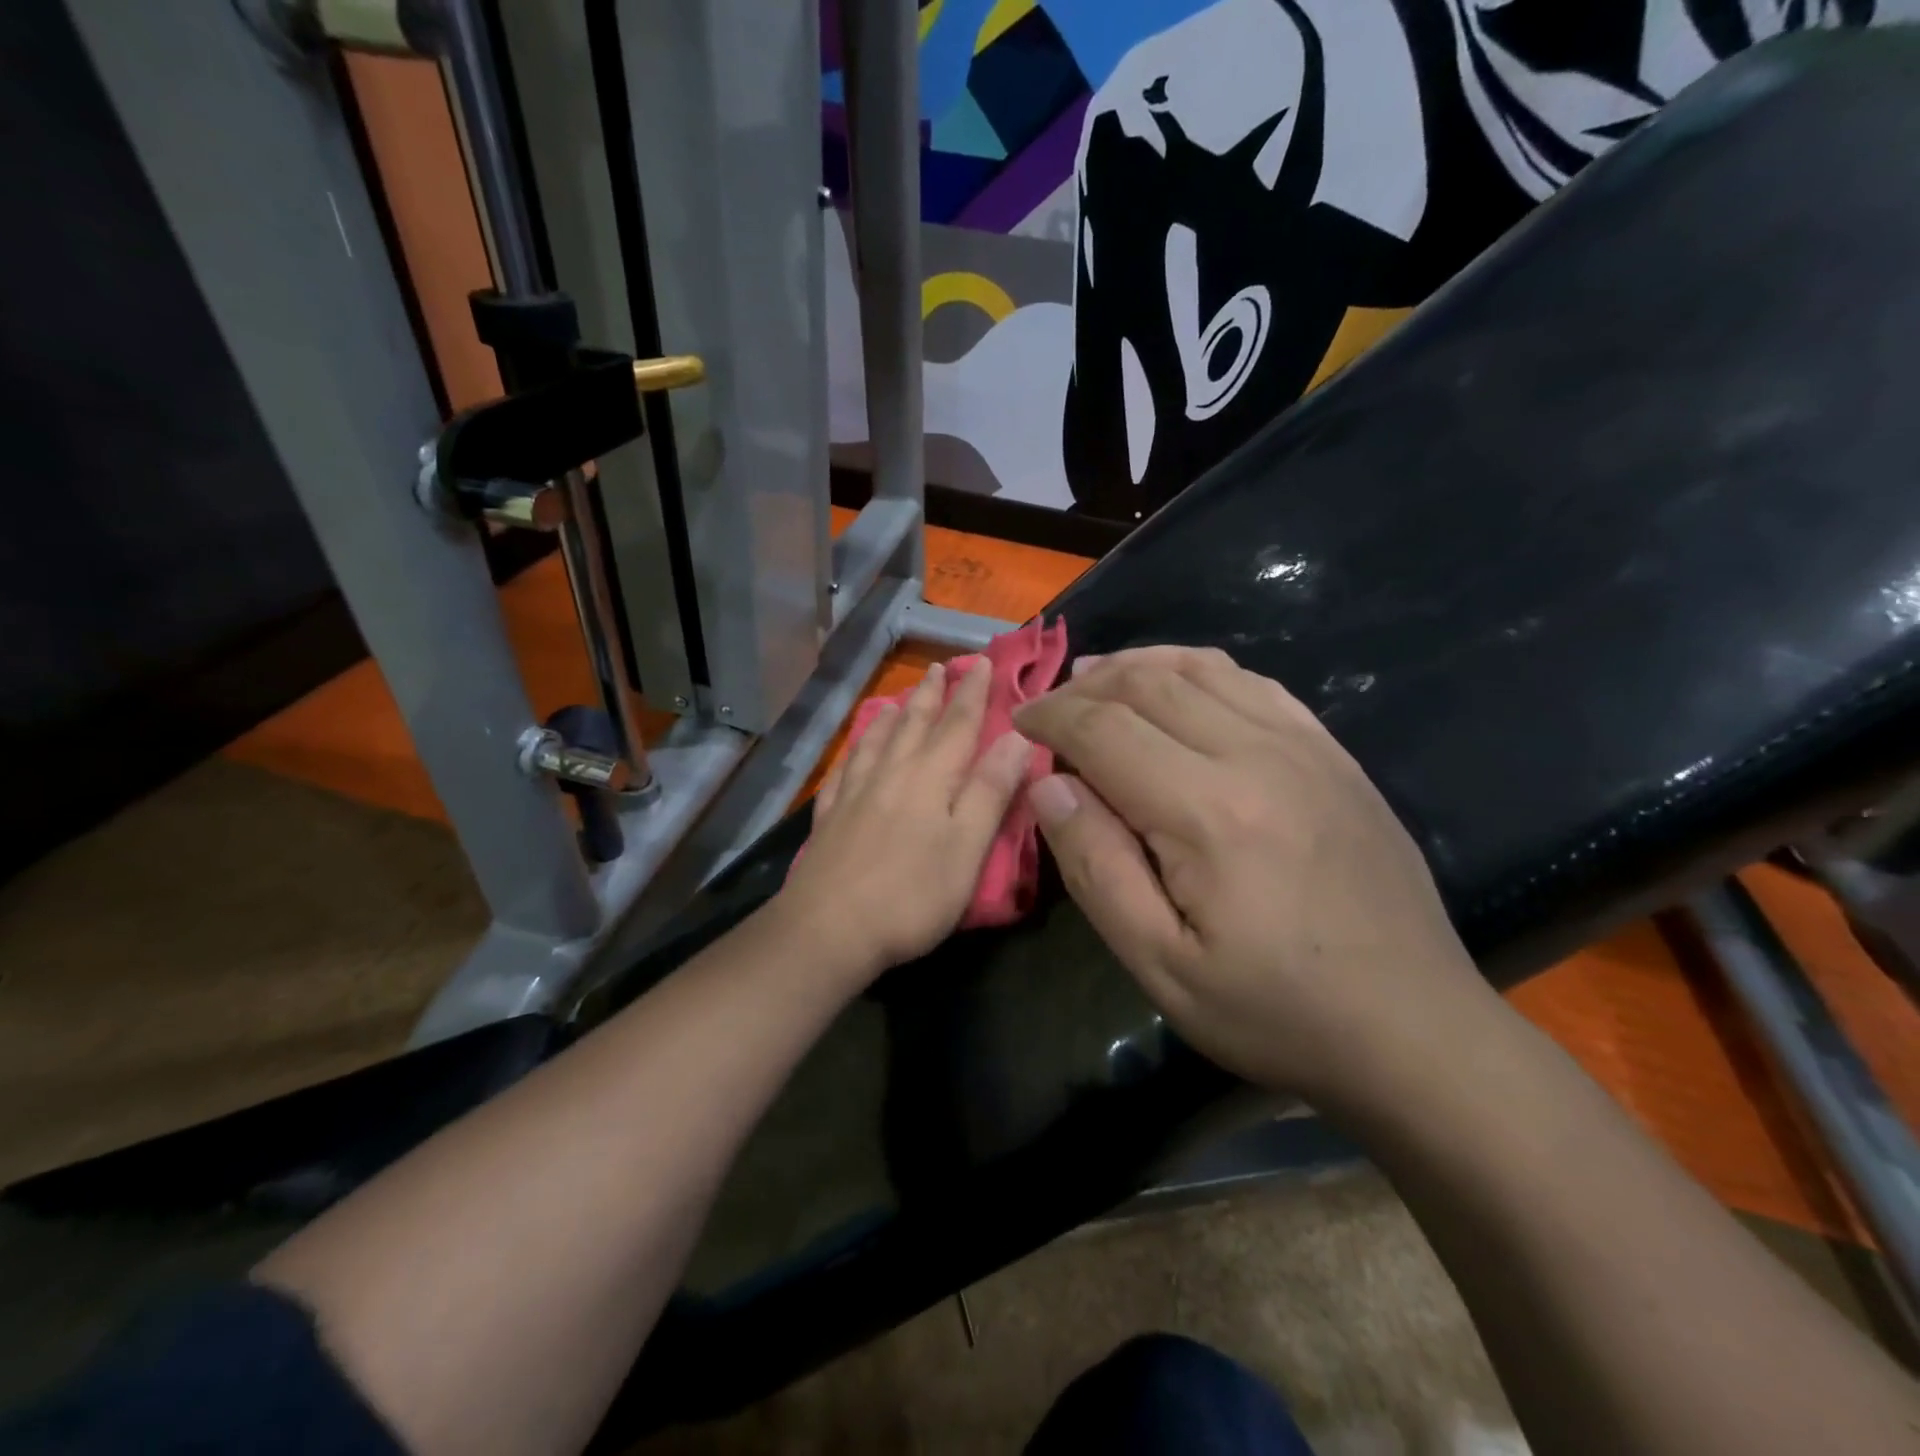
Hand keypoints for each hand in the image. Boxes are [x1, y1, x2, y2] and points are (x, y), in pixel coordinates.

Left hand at [778, 658, 1034, 985]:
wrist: (829, 928)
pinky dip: (854, 752)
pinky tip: (853, 752)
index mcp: (930, 778)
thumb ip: (991, 791)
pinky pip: (843, 770)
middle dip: (931, 694)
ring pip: (876, 741)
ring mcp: (855, 793)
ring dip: (892, 715)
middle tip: (939, 667)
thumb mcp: (967, 847)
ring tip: (898, 698)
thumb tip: (1017, 737)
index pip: (958, 724)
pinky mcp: (830, 817)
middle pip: (914, 724)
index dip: (972, 692)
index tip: (981, 661)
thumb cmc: (911, 894)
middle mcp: (891, 773)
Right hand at [1012, 646, 1495, 1112]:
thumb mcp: (1159, 964)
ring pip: (1201, 668)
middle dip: (1085, 686)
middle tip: (1050, 705)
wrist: (1411, 1027)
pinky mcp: (1333, 754)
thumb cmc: (1273, 1010)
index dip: (1050, 717)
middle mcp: (1257, 755)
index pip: (1104, 729)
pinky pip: (1255, 682)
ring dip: (1137, 665)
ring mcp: (1304, 747)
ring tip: (1096, 678)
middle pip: (1149, 685)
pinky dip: (1199, 669)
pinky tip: (1177, 683)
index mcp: (1207, 810)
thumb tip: (1048, 786)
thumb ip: (1095, 867)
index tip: (1019, 723)